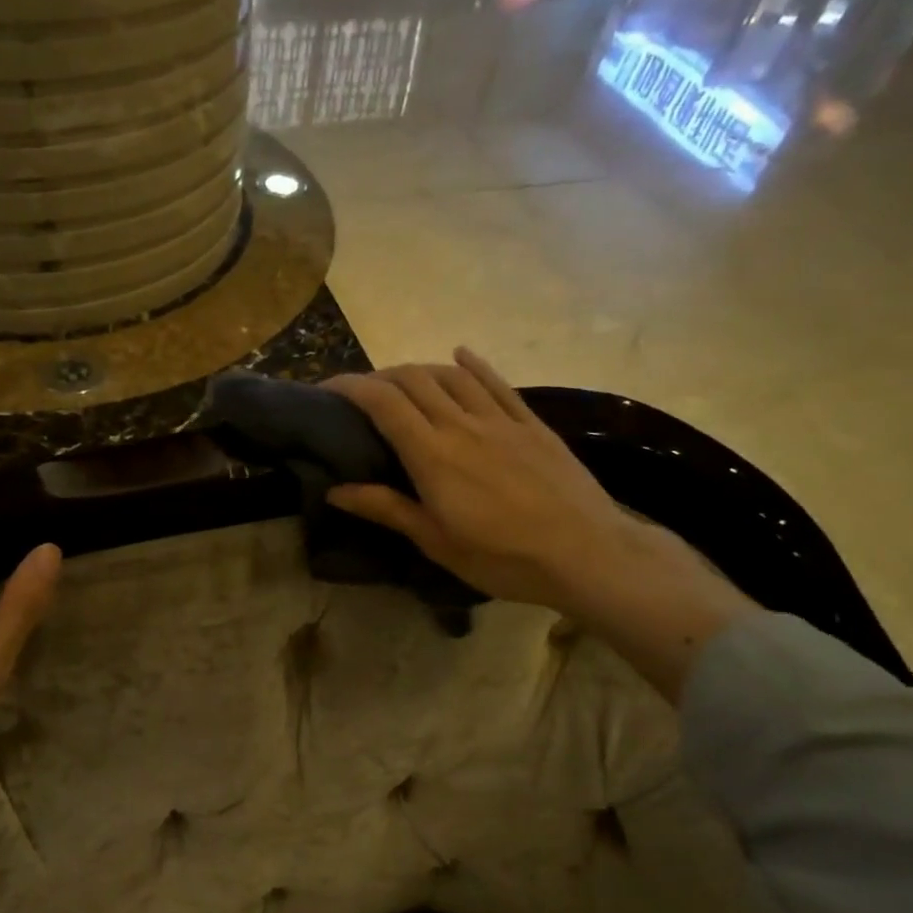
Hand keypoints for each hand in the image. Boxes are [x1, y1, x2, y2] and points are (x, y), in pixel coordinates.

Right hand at [324, 349, 756, 700]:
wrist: (586, 553)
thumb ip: (387, 509)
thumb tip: (336, 490)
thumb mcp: (436, 542)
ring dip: (419, 370)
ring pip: (451, 376)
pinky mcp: (531, 423)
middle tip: (361, 394)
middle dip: (379, 377)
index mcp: (432, 455)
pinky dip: (473, 364)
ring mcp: (500, 419)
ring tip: (402, 381)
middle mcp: (462, 425)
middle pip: (413, 380)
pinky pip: (496, 383)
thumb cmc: (503, 558)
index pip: (382, 402)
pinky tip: (460, 354)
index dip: (350, 386)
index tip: (326, 389)